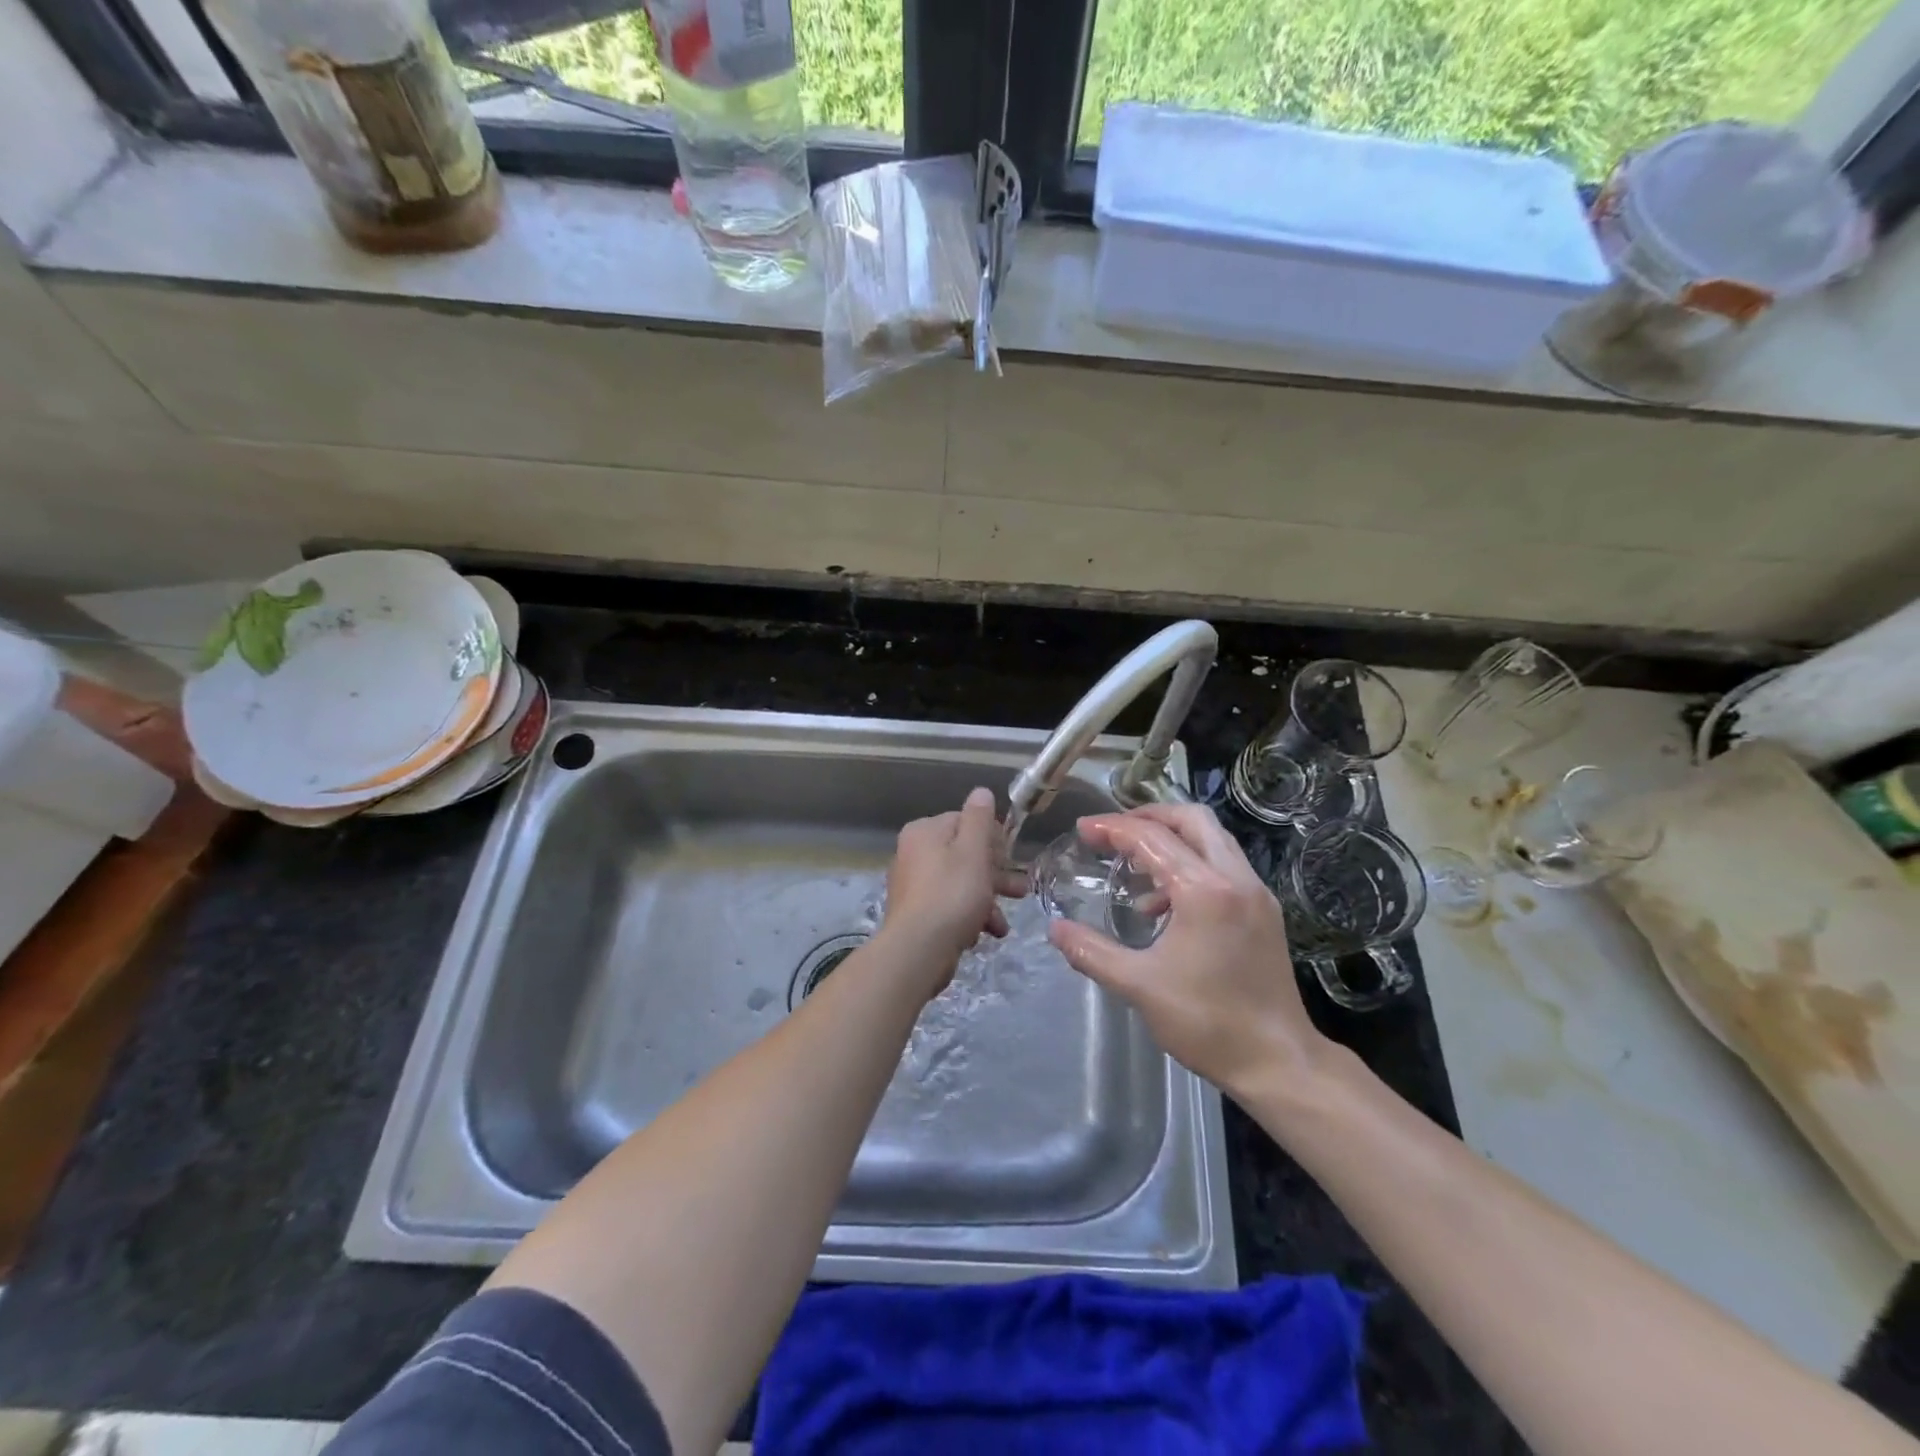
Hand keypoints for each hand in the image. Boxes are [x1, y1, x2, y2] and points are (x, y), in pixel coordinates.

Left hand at [879, 787, 1027, 996]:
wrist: (918, 950)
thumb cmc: (952, 894)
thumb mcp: (973, 851)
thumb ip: (979, 819)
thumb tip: (981, 792)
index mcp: (924, 832)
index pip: (964, 821)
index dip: (992, 838)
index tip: (1011, 858)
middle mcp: (913, 853)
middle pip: (963, 854)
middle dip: (995, 873)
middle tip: (1020, 890)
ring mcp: (912, 885)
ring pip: (959, 883)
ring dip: (986, 899)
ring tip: (1004, 923)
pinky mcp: (916, 914)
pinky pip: (949, 906)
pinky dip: (969, 916)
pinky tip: (985, 934)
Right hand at [1048, 804, 1329, 1098]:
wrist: (1279, 1063)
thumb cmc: (1207, 1022)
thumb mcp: (1138, 986)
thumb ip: (1091, 951)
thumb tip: (1055, 929)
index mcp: (1205, 891)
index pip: (1152, 838)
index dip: (1112, 828)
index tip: (1082, 830)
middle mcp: (1236, 879)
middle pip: (1192, 820)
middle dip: (1148, 817)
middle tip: (1113, 833)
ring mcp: (1256, 894)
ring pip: (1212, 840)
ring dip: (1171, 841)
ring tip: (1134, 869)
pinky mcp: (1264, 912)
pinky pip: (1223, 867)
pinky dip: (1191, 865)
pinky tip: (1164, 906)